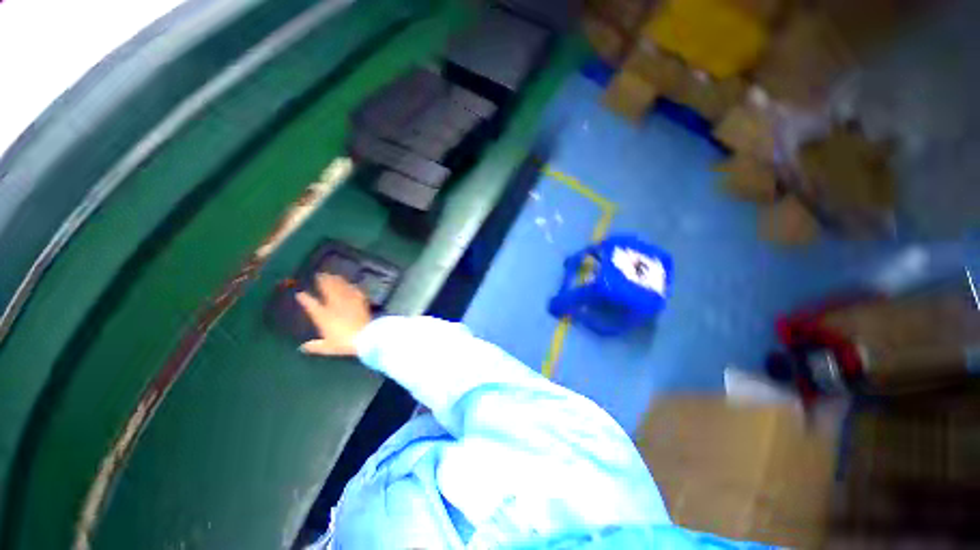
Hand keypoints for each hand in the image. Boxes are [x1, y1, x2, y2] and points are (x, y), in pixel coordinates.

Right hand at [295, 273, 372, 356]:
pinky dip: (352, 287)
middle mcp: (334, 305)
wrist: (364, 336)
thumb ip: (315, 346)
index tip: (300, 293)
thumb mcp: (327, 347)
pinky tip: (351, 284)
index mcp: (323, 316)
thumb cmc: (343, 343)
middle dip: (323, 281)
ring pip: (341, 287)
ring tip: (333, 275)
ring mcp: (348, 301)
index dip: (305, 298)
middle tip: (320, 274)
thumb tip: (303, 348)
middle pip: (327, 290)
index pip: (311, 304)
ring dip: (337, 280)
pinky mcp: (360, 302)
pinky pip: (355, 291)